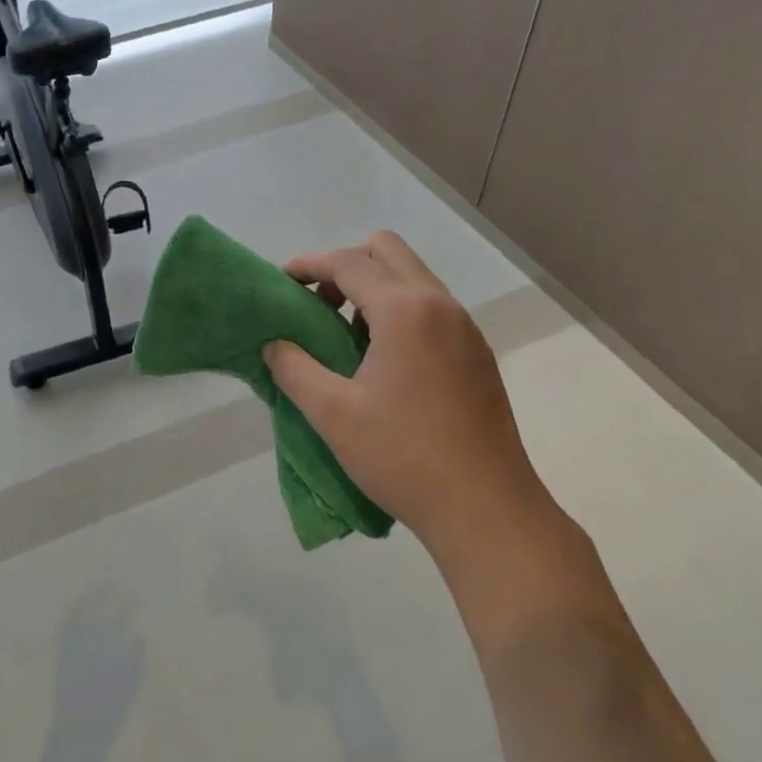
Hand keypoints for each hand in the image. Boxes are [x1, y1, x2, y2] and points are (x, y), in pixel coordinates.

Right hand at [262, 232, 558, 566]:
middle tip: (316, 303)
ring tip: (344, 335)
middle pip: (386, 250)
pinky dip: (398, 311)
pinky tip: (381, 361)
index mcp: (405, 311)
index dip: (308, 264)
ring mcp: (465, 328)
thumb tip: (274, 344)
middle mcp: (440, 305)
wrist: (487, 511)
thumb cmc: (403, 457)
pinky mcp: (476, 354)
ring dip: (373, 288)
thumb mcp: (332, 414)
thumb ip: (294, 369)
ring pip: (412, 277)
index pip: (348, 262)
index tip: (281, 282)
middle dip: (344, 264)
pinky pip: (430, 307)